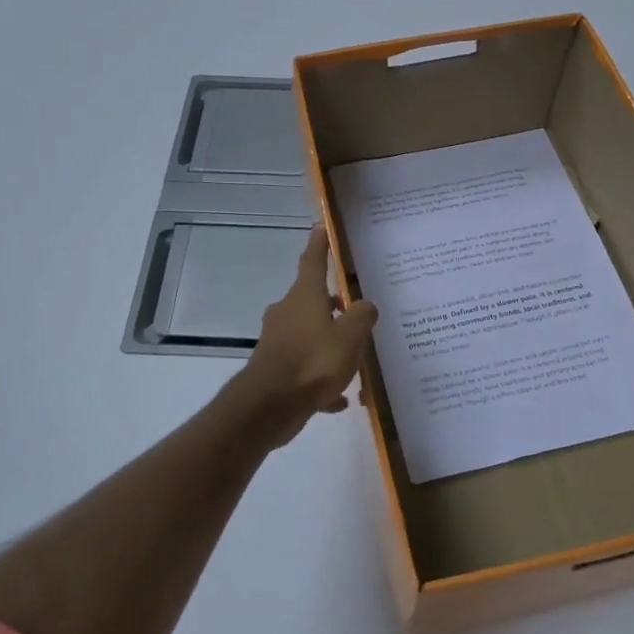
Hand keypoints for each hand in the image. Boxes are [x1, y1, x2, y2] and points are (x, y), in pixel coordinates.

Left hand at [235, 225, 378, 438]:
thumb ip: (362, 316)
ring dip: (329, 345)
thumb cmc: (313, 362)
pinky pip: (304, 368)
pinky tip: (337, 398)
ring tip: (353, 363)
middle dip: (333, 305)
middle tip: (354, 313)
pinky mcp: (274, 369)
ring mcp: (277, 341)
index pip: (312, 261)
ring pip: (309, 336)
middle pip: (311, 301)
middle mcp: (286, 313)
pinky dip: (321, 378)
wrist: (269, 406)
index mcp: (304, 297)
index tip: (320, 227)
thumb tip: (365, 305)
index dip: (319, 244)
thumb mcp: (350, 337)